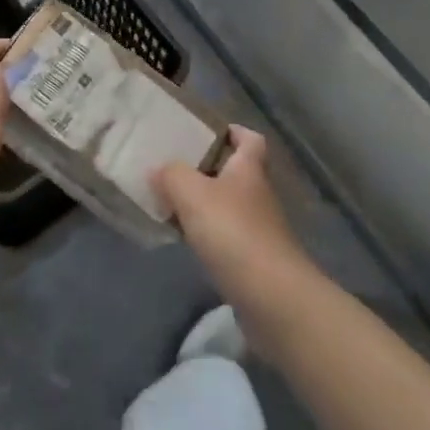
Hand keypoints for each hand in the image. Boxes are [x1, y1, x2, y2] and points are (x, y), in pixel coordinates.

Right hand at [154, 127, 309, 298]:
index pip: (250, 139)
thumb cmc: (233, 232)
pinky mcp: (254, 260)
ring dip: (204, 203)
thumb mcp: (192, 193)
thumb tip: (157, 169)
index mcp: (248, 169)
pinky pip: (226, 236)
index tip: (206, 131)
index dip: (232, 131)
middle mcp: (257, 194)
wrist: (272, 297)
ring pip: (228, 205)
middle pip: (235, 172)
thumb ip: (171, 175)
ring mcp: (259, 229)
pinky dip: (206, 234)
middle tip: (174, 166)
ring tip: (170, 201)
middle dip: (207, 168)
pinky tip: (184, 239)